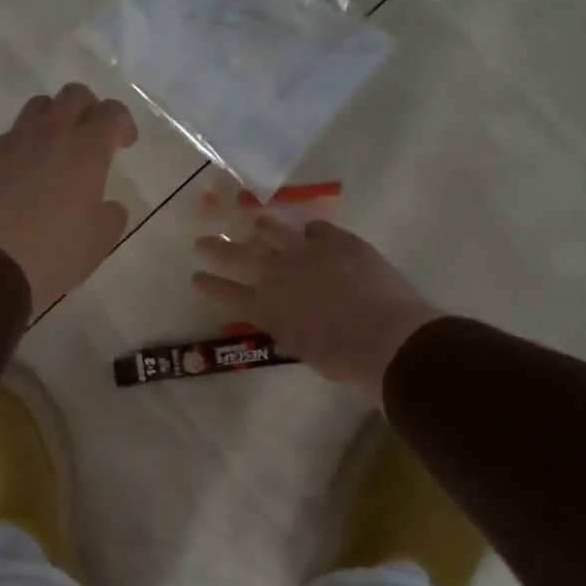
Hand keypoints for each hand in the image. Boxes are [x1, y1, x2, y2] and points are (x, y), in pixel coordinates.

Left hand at [0, 84, 137, 311]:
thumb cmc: (56, 253)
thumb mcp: (101, 240)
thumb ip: (112, 214)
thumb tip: (107, 205)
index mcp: (86, 150)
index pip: (111, 111)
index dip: (123, 123)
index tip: (124, 144)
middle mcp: (50, 134)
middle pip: (74, 94)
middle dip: (90, 109)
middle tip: (94, 137)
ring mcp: (14, 143)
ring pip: (39, 106)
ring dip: (56, 118)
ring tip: (59, 149)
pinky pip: (13, 134)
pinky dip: (27, 143)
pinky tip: (28, 172)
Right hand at [192, 217, 441, 403]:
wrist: (389, 340)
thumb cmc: (345, 360)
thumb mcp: (301, 347)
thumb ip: (284, 325)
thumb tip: (281, 313)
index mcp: (266, 309)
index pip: (225, 294)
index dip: (208, 286)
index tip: (196, 278)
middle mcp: (277, 275)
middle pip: (237, 257)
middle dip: (216, 249)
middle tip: (203, 243)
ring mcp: (306, 252)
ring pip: (272, 230)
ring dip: (262, 229)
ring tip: (257, 226)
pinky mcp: (338, 240)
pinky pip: (315, 228)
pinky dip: (309, 232)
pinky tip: (310, 233)